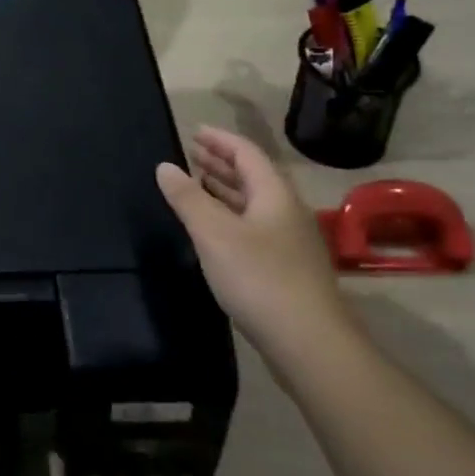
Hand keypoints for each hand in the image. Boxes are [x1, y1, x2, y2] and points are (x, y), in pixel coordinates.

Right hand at [157, 126, 355, 361]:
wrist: (309, 344)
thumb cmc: (259, 278)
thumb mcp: (213, 233)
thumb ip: (187, 197)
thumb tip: (165, 166)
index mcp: (274, 195)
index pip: (246, 153)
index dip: (219, 139)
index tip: (194, 132)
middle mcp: (286, 212)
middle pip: (253, 176)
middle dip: (222, 162)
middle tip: (192, 154)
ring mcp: (290, 242)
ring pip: (254, 203)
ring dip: (226, 189)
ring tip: (198, 184)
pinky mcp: (286, 269)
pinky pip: (254, 227)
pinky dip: (231, 216)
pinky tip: (214, 229)